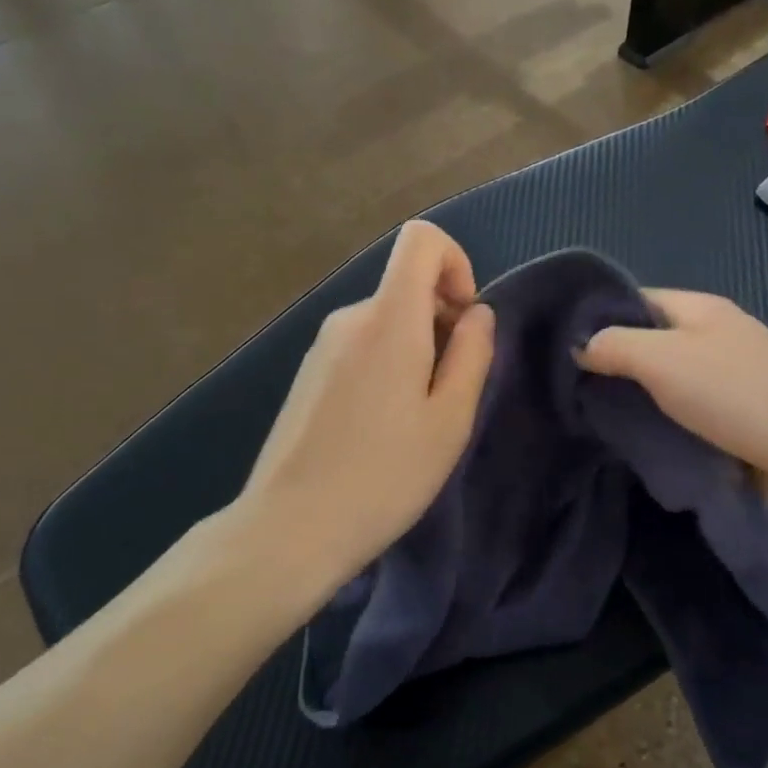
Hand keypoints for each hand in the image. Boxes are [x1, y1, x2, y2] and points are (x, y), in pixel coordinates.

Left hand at [240, 221, 495, 590]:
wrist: (290, 528)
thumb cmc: (385, 474)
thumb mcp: (451, 418)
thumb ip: (473, 353)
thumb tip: (477, 313)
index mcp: (389, 318)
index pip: (421, 239)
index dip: (455, 263)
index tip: (464, 320)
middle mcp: (350, 317)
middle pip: (407, 286)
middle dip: (442, 322)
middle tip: (448, 393)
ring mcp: (322, 345)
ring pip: (386, 321)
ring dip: (415, 351)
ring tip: (415, 419)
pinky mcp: (307, 373)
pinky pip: (361, 346)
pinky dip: (386, 366)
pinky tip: (380, 428)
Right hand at [576, 290, 767, 525]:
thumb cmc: (739, 393)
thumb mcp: (664, 358)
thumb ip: (615, 345)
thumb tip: (577, 344)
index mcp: (696, 311)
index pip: (633, 300)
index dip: (594, 317)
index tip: (553, 346)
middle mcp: (710, 341)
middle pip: (647, 346)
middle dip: (608, 368)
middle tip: (561, 393)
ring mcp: (724, 385)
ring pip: (664, 390)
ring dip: (633, 406)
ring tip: (583, 424)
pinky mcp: (734, 427)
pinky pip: (684, 424)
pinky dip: (660, 434)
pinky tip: (628, 450)